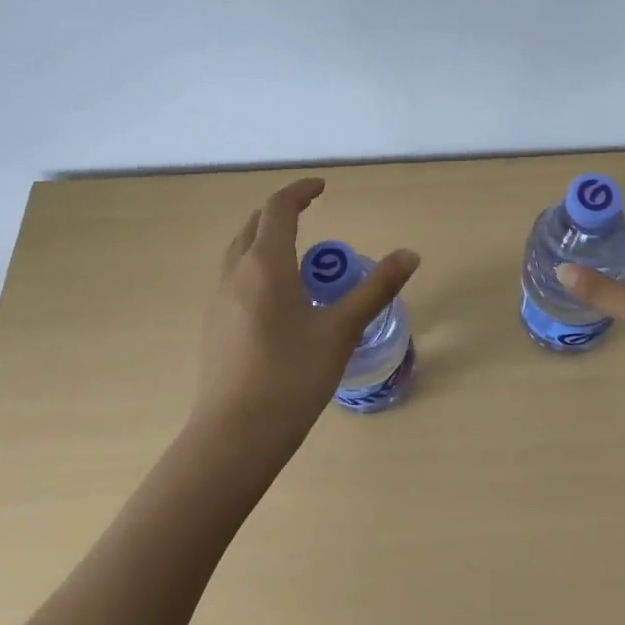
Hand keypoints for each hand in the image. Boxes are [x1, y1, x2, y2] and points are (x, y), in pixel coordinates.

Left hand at [190, 177, 419, 461]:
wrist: (233, 438)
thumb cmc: (291, 377)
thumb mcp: (341, 331)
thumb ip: (376, 290)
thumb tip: (410, 255)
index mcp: (265, 265)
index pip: (279, 208)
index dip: (300, 191)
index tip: (322, 187)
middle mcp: (236, 274)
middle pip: (254, 225)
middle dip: (281, 212)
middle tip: (310, 214)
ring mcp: (219, 301)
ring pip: (239, 252)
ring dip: (265, 240)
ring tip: (297, 256)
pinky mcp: (214, 327)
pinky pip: (234, 279)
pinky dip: (256, 267)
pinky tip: (278, 300)